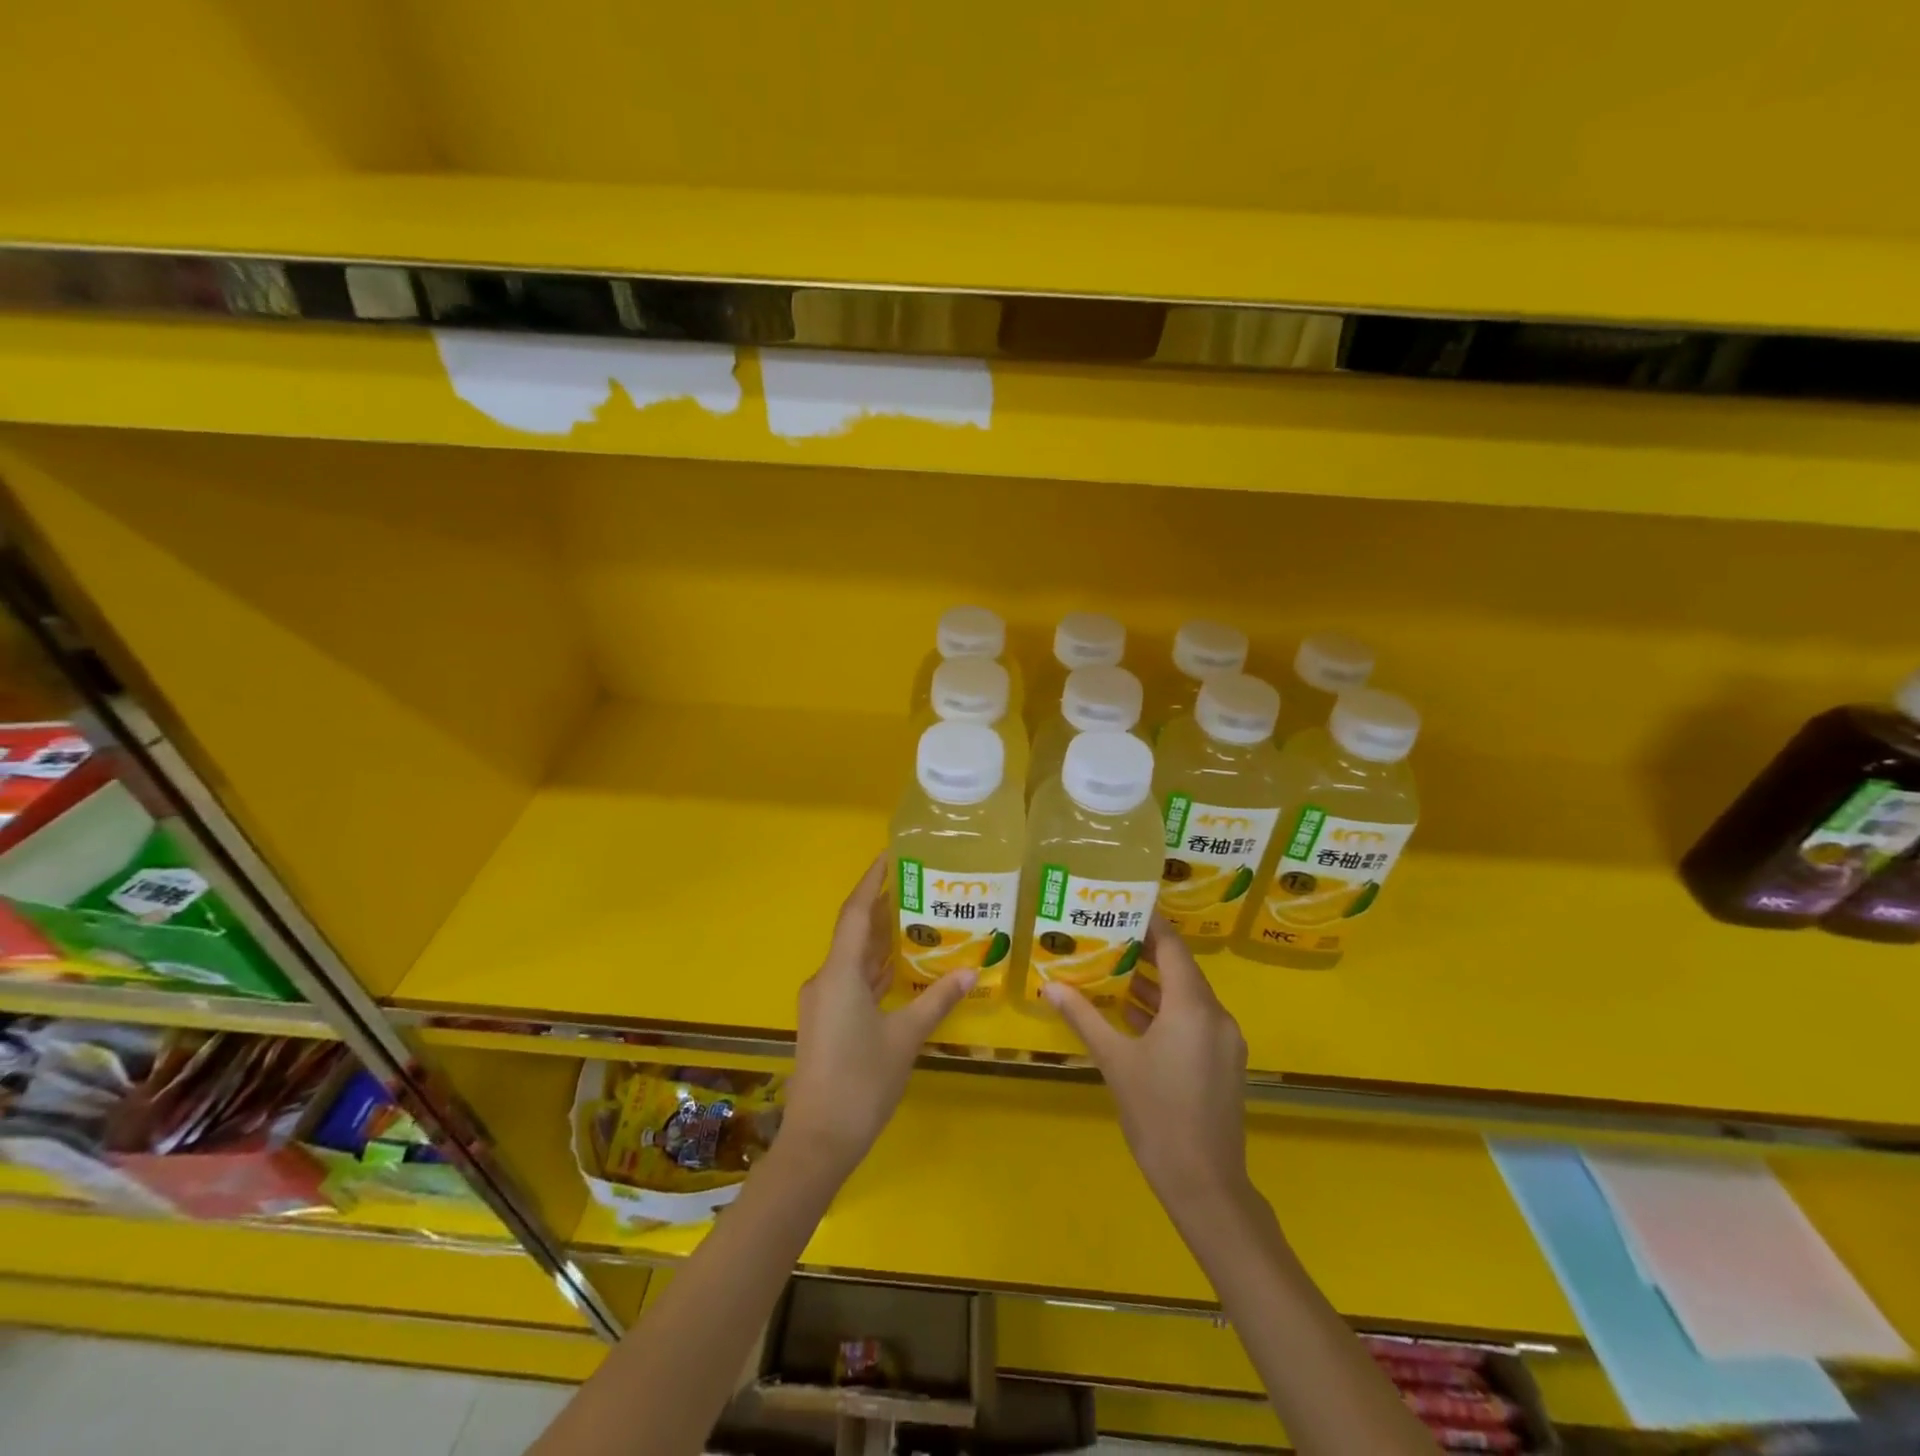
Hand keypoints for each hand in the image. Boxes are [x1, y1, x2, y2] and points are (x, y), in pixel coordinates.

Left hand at [782, 856, 974, 1177]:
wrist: (818, 1142)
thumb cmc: (861, 1083)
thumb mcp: (905, 1038)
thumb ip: (936, 1000)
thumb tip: (971, 971)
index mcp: (839, 974)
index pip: (855, 913)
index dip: (871, 881)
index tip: (890, 855)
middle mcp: (825, 979)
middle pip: (854, 932)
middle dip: (882, 908)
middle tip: (918, 885)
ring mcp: (823, 1002)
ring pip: (853, 958)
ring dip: (879, 940)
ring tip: (916, 918)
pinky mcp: (826, 1021)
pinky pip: (852, 981)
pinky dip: (875, 969)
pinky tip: (900, 967)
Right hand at [1044, 918, 1251, 1211]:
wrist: (1205, 1184)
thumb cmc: (1157, 1114)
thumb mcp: (1114, 1061)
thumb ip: (1084, 1017)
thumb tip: (1050, 985)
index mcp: (1193, 1007)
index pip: (1173, 947)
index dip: (1151, 924)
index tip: (1125, 905)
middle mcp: (1216, 1015)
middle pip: (1182, 969)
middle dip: (1146, 952)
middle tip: (1108, 936)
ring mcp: (1225, 1041)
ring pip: (1189, 997)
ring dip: (1155, 984)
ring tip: (1114, 971)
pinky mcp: (1225, 1063)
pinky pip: (1195, 1020)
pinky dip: (1168, 1011)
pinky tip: (1134, 1016)